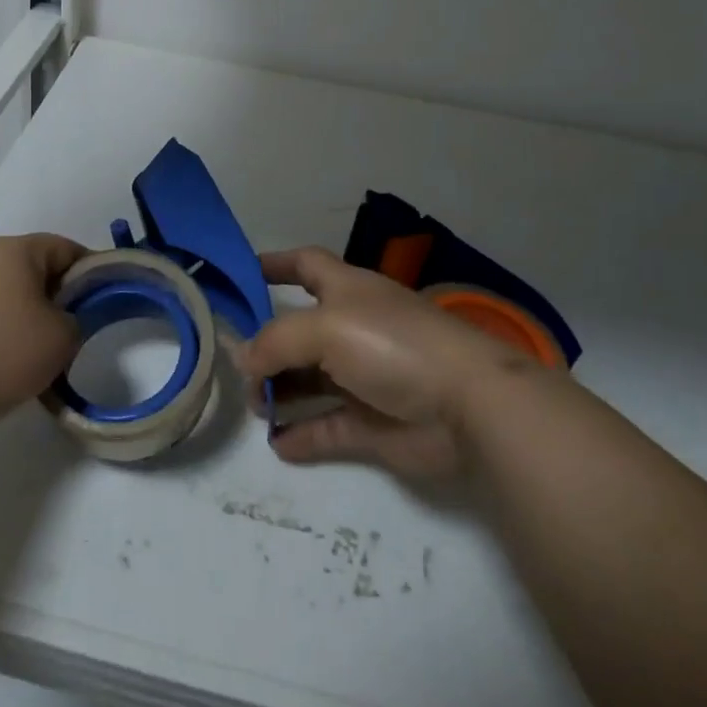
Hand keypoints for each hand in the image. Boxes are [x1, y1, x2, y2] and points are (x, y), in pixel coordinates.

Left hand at [0, 233, 85, 442]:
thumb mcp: (62, 338)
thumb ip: (78, 320)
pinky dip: (0, 336)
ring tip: (42, 357)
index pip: (66, 248)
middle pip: (35, 272)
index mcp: (15, 249)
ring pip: (8, 297)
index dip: (92, 273)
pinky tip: (8, 368)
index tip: (106, 302)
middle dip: (58, 299)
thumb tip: (62, 321)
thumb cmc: (0, 352)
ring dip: (28, 320)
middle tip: (76, 333)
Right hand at [241, 247, 538, 478]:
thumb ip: (276, 340)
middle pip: (299, 330)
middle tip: (236, 366)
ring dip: (280, 391)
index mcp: (348, 290)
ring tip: (254, 406)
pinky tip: (277, 443)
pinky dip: (302, 434)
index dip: (274, 264)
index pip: (305, 265)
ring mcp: (365, 377)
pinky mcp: (374, 423)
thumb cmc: (394, 346)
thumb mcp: (325, 327)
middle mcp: (354, 328)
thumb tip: (244, 360)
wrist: (469, 406)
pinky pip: (328, 427)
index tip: (240, 273)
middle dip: (267, 344)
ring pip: (311, 381)